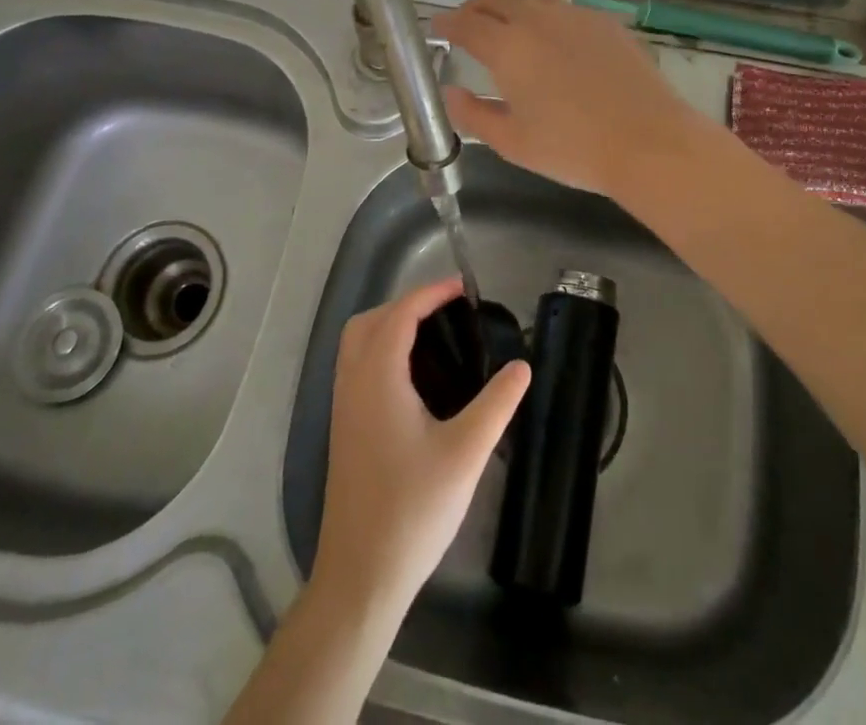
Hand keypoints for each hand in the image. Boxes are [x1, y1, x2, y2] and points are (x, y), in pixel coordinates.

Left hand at [314, 278, 530, 615]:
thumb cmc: (413, 508)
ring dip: (390, 325)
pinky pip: (356, 366)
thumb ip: (496, 404)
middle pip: (372, 320)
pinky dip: (380, 350)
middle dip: (407, 304)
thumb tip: (522, 367)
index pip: (401, 313)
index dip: (431, 293)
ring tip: (432, 337)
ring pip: (358, 342)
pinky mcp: (344, 428)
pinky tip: (412, 378)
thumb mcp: (466, 452)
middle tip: (448, 313)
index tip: (463, 290)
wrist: (361, 575)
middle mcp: (353, 381)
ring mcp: (343, 406)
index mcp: (377, 376)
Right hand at [433, 0, 715, 197]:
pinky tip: (553, 39)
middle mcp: (538, 20)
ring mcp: (575, 16)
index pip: (465, 24)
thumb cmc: (573, 148)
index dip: (446, 24)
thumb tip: (450, 94)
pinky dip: (545, 14)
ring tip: (508, 26)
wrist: (648, 141)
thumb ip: (474, 115)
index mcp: (508, 47)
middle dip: (475, 6)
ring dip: (511, 4)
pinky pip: (564, 7)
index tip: (437, 28)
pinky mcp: (605, 22)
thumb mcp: (513, 142)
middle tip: (468, 24)